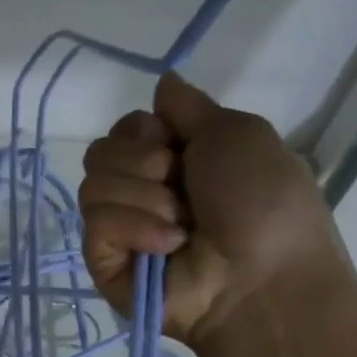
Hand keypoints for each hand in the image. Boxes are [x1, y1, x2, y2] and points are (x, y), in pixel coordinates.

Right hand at [79, 72, 341, 349]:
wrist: (261, 275)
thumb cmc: (263, 201)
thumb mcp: (238, 133)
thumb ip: (190, 107)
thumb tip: (162, 81)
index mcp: (173, 160)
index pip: (124, 128)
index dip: (144, 130)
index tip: (174, 144)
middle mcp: (142, 191)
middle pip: (101, 152)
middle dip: (143, 162)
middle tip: (181, 186)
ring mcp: (119, 229)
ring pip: (93, 185)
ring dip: (145, 198)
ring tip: (182, 225)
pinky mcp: (103, 262)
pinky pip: (96, 223)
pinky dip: (135, 228)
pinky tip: (168, 246)